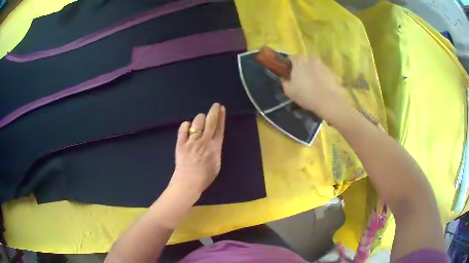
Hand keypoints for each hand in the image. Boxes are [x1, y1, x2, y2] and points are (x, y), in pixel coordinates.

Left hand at [169, 103, 225, 196]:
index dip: (221, 117)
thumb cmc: (204, 177)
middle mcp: (204, 141)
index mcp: (215, 147)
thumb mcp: (216, 164)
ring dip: (200, 118)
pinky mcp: (181, 143)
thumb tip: (214, 140)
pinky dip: (186, 125)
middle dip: (213, 111)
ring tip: (200, 119)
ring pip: (197, 122)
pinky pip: (183, 129)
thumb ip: (215, 150)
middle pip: (210, 122)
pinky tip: (187, 125)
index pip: (219, 128)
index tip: (221, 108)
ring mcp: (191, 141)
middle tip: (215, 105)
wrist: (188, 182)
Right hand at [281, 56, 349, 122]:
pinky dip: (321, 76)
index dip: (289, 65)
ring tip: (312, 84)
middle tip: (301, 79)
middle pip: (303, 60)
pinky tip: (321, 87)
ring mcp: (322, 63)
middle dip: (302, 67)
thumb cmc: (306, 94)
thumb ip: (285, 82)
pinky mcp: (331, 70)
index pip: (291, 57)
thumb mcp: (289, 91)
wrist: (329, 100)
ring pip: (314, 65)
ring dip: (312, 71)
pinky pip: (322, 71)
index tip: (290, 73)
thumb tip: (284, 78)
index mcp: (298, 61)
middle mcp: (310, 58)